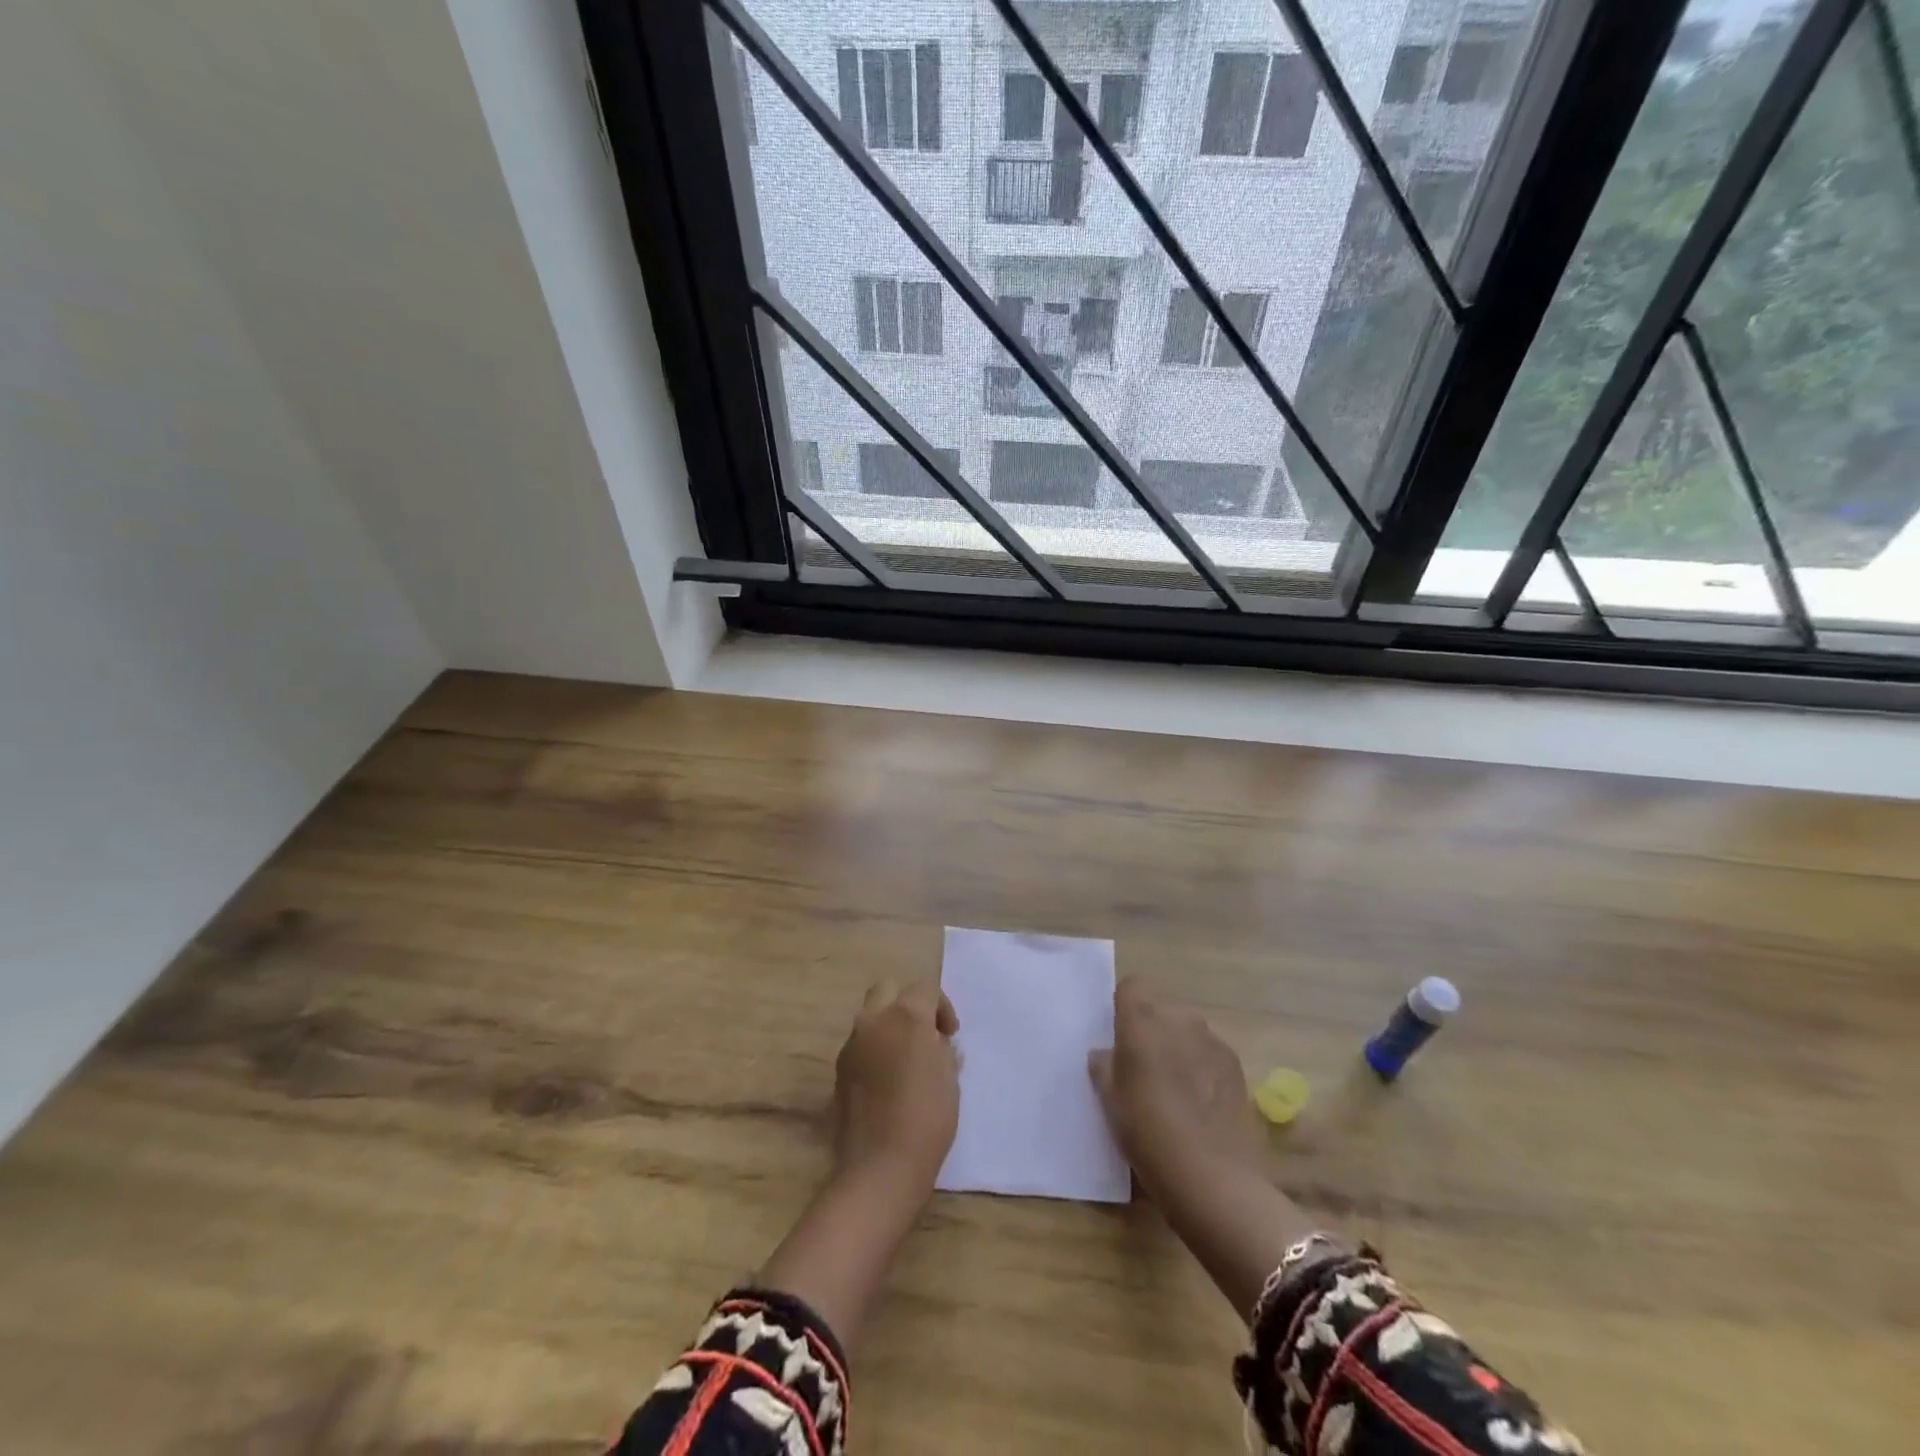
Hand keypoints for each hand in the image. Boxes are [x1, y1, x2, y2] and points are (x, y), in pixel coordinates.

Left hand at [756, 979, 959, 1348]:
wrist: (881, 1167)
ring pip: (870, 1017)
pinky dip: (874, 1051)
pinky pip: (860, 1046)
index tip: (950, 1034)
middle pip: (888, 990)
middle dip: (907, 1003)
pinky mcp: (839, 1072)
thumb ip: (942, 1051)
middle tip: (924, 1034)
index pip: (924, 989)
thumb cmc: (927, 1119)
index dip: (941, 1007)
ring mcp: (851, 1046)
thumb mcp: (949, 1080)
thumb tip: (937, 1044)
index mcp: (905, 1016)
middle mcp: (873, 1021)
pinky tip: (887, 1082)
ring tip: (906, 1060)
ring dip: (888, 1027)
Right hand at [1089, 976, 1261, 1198]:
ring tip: (1176, 1090)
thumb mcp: (1110, 1101)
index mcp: (1141, 1021)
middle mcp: (1177, 1019)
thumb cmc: (1147, 1131)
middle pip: (1159, 1010)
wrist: (1210, 1175)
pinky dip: (1202, 1066)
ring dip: (1178, 1048)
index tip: (1119, 1035)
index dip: (1124, 1005)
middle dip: (1152, 1031)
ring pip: (1186, 1031)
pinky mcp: (1235, 1063)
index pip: (1131, 986)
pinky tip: (1200, 1102)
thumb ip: (1104, 1066)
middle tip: (1145, 1069)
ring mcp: (1211, 1039)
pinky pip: (1209, 1052)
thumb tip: (1105, 1053)